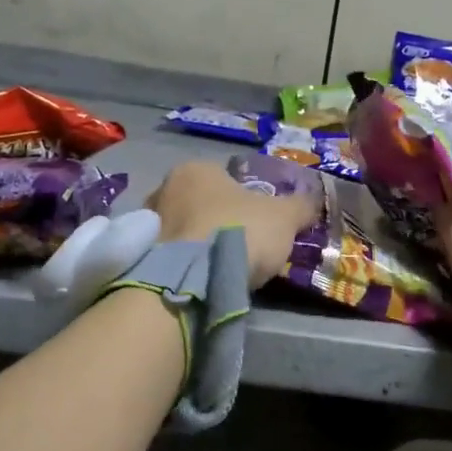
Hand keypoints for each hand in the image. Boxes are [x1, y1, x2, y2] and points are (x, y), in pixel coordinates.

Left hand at [147, 160, 318, 287]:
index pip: (223, 178)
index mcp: (195, 169)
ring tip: (222, 268)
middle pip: (200, 204)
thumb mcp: (283, 217)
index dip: (244, 200)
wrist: (192, 279)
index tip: (258, 223)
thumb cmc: (238, 231)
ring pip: (183, 231)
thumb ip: (300, 206)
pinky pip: (170, 257)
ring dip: (199, 245)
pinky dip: (185, 266)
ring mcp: (147, 224)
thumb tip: (312, 201)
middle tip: (241, 246)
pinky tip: (202, 281)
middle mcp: (163, 189)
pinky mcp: (139, 257)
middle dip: (217, 221)